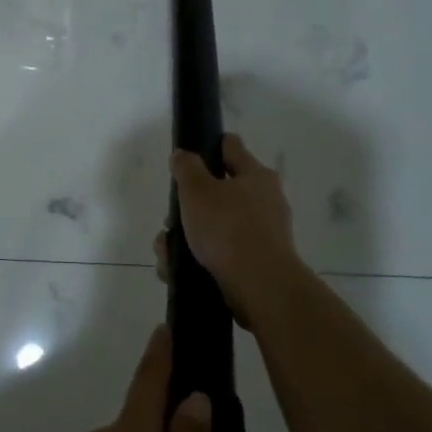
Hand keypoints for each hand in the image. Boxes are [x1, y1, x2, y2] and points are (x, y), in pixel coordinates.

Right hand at [157, 133, 302, 324]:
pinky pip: (220, 253)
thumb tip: (183, 155)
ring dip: (187, 236)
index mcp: (256, 175)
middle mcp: (264, 200)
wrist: (260, 286)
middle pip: (218, 192)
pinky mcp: (256, 262)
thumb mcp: (197, 190)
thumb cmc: (227, 228)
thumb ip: (186, 168)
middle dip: (189, 206)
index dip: (206, 146)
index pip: (229, 146)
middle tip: (171, 219)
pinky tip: (177, 268)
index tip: (185, 159)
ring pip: (214, 226)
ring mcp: (263, 233)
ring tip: (167, 251)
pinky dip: (197, 258)